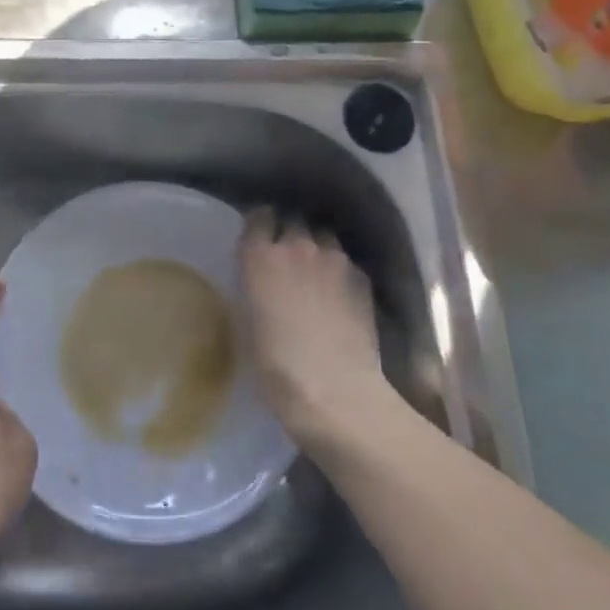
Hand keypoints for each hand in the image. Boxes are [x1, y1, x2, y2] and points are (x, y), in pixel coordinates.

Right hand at [238, 209, 389, 442]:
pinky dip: (339, 270)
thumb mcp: (247, 324)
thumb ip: (253, 289)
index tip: (259, 234)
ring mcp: (334, 259)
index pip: (259, 217)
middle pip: (293, 221)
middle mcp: (297, 246)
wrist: (335, 391)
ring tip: (316, 270)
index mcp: (260, 257)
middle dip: (289, 232)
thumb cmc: (276, 366)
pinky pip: (346, 261)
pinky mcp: (362, 278)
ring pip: (323, 237)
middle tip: (286, 256)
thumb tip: (260, 282)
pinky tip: (339, 293)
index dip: (259, 224)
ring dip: (317, 247)